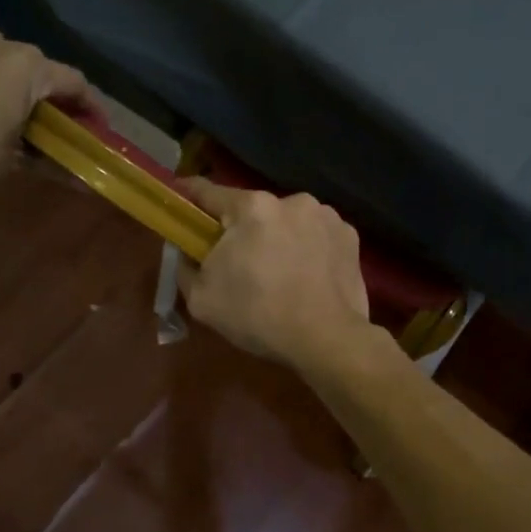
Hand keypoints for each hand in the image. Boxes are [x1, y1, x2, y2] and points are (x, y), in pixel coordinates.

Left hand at [0, 26, 88, 186]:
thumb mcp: (17, 161)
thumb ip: (51, 161)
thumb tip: (82, 183)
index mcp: (30, 67)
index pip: (76, 83)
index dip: (92, 107)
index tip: (100, 130)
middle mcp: (3, 46)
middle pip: (43, 67)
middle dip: (55, 95)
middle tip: (61, 124)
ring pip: (8, 56)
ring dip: (21, 79)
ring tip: (22, 108)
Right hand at [177, 179, 374, 371]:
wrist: (326, 339)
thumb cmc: (258, 316)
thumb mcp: (202, 299)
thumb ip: (185, 267)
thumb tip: (186, 253)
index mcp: (251, 207)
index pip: (209, 192)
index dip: (189, 196)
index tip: (181, 199)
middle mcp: (291, 200)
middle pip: (253, 211)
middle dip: (243, 231)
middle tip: (240, 264)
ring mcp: (326, 215)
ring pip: (288, 222)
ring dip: (279, 239)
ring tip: (281, 275)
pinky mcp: (349, 236)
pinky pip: (317, 236)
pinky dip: (309, 250)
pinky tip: (309, 278)